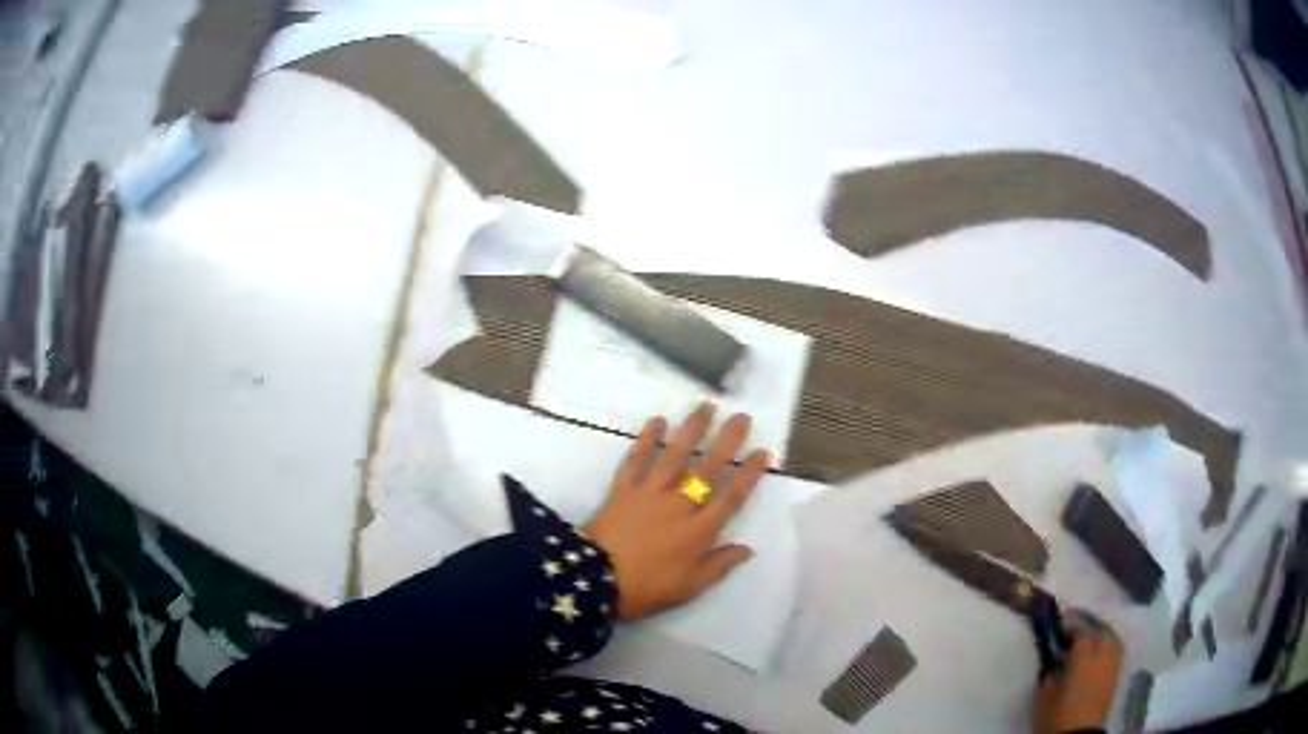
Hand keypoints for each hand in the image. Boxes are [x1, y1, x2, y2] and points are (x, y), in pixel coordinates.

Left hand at [583, 402, 771, 620]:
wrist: (595, 580)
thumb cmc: (646, 588)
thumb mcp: (689, 587)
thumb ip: (719, 565)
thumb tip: (747, 548)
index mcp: (699, 531)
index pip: (731, 497)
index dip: (749, 474)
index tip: (764, 452)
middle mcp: (679, 504)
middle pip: (708, 468)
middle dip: (727, 441)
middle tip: (741, 417)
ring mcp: (649, 493)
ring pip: (675, 455)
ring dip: (692, 429)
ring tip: (706, 406)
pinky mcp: (623, 489)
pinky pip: (636, 459)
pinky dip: (647, 439)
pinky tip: (657, 420)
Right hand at [1031, 621, 1123, 733]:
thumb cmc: (1058, 715)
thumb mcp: (1044, 695)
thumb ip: (1050, 673)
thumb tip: (1053, 661)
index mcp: (1084, 656)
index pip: (1080, 629)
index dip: (1070, 624)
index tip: (1059, 624)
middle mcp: (1104, 652)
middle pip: (1099, 629)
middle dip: (1087, 627)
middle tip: (1073, 633)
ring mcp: (1114, 662)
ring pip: (1110, 637)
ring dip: (1099, 635)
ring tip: (1086, 641)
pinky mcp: (1117, 673)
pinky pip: (1114, 650)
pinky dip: (1106, 647)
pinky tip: (1097, 654)